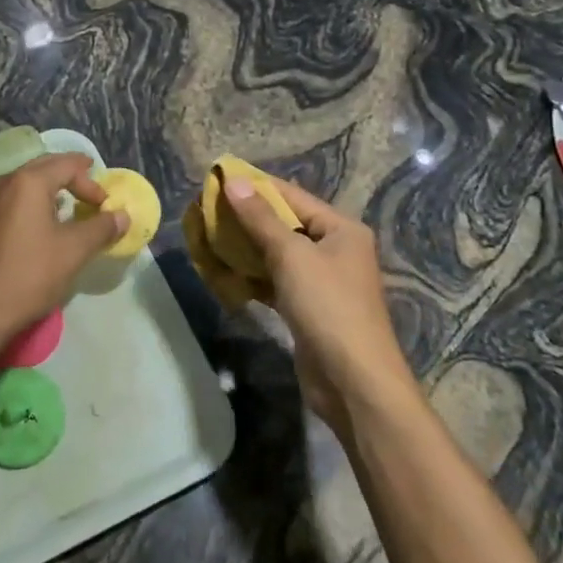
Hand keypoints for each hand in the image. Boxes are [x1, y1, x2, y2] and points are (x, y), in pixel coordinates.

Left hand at [0, 153, 125, 344]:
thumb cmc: (30, 273)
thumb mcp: (74, 250)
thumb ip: (101, 228)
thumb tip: (122, 216)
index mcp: (28, 182)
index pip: (67, 165)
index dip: (91, 182)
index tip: (106, 205)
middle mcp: (7, 182)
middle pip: (46, 166)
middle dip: (73, 176)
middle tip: (94, 191)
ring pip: (30, 182)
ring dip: (54, 188)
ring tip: (73, 206)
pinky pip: (19, 198)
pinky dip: (39, 202)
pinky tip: (48, 223)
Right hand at [219, 174, 411, 427]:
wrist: (354, 383)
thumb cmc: (327, 307)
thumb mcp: (291, 255)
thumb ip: (260, 218)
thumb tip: (234, 181)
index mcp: (341, 229)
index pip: (292, 196)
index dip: (256, 186)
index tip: (219, 178)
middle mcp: (335, 250)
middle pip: (285, 224)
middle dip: (248, 218)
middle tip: (208, 210)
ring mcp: (323, 281)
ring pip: (278, 254)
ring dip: (247, 248)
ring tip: (210, 236)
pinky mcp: (308, 309)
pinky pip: (276, 281)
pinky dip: (253, 276)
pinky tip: (225, 272)